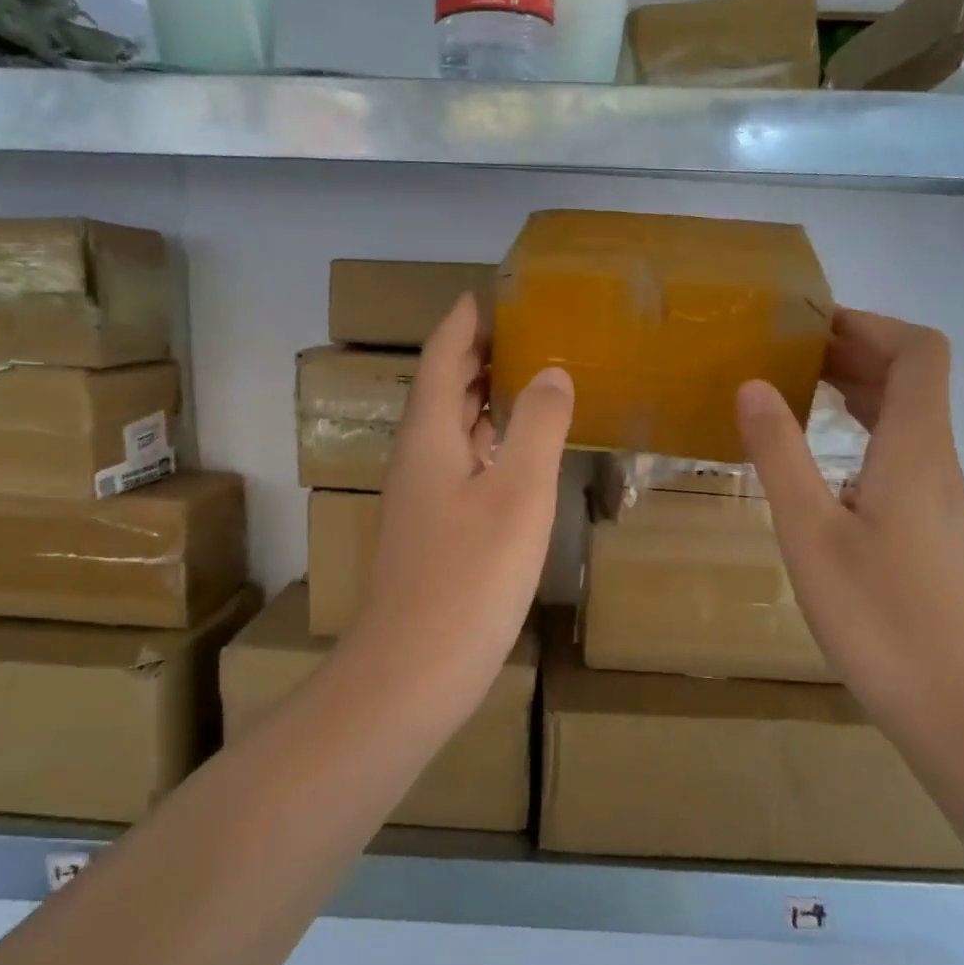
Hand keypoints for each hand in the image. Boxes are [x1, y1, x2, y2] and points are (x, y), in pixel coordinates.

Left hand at [352, 294, 572, 694]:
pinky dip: (484, 442)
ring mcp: (419, 497)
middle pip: (441, 390)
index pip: (441, 359)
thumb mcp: (517, 494)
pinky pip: (457, 463)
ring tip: (521, 378)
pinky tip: (511, 454)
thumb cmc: (469, 577)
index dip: (461, 324)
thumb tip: (550, 372)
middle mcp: (416, 458)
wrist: (413, 670)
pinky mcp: (430, 530)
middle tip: (517, 329)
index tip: (485, 294)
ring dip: (479, 398)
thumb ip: (536, 426)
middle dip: (473, 356)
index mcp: (429, 436)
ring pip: (449, 429)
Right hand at [736, 308, 963, 701]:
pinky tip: (818, 451)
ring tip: (793, 385)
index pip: (918, 351)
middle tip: (783, 348)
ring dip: (856, 386)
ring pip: (905, 414)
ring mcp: (935, 493)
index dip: (869, 323)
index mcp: (915, 448)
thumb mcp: (809, 532)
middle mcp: (934, 459)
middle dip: (852, 348)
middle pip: (912, 376)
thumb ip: (779, 454)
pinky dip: (859, 427)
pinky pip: (897, 448)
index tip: (808, 321)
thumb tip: (753, 384)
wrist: (953, 704)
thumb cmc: (878, 616)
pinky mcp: (927, 524)